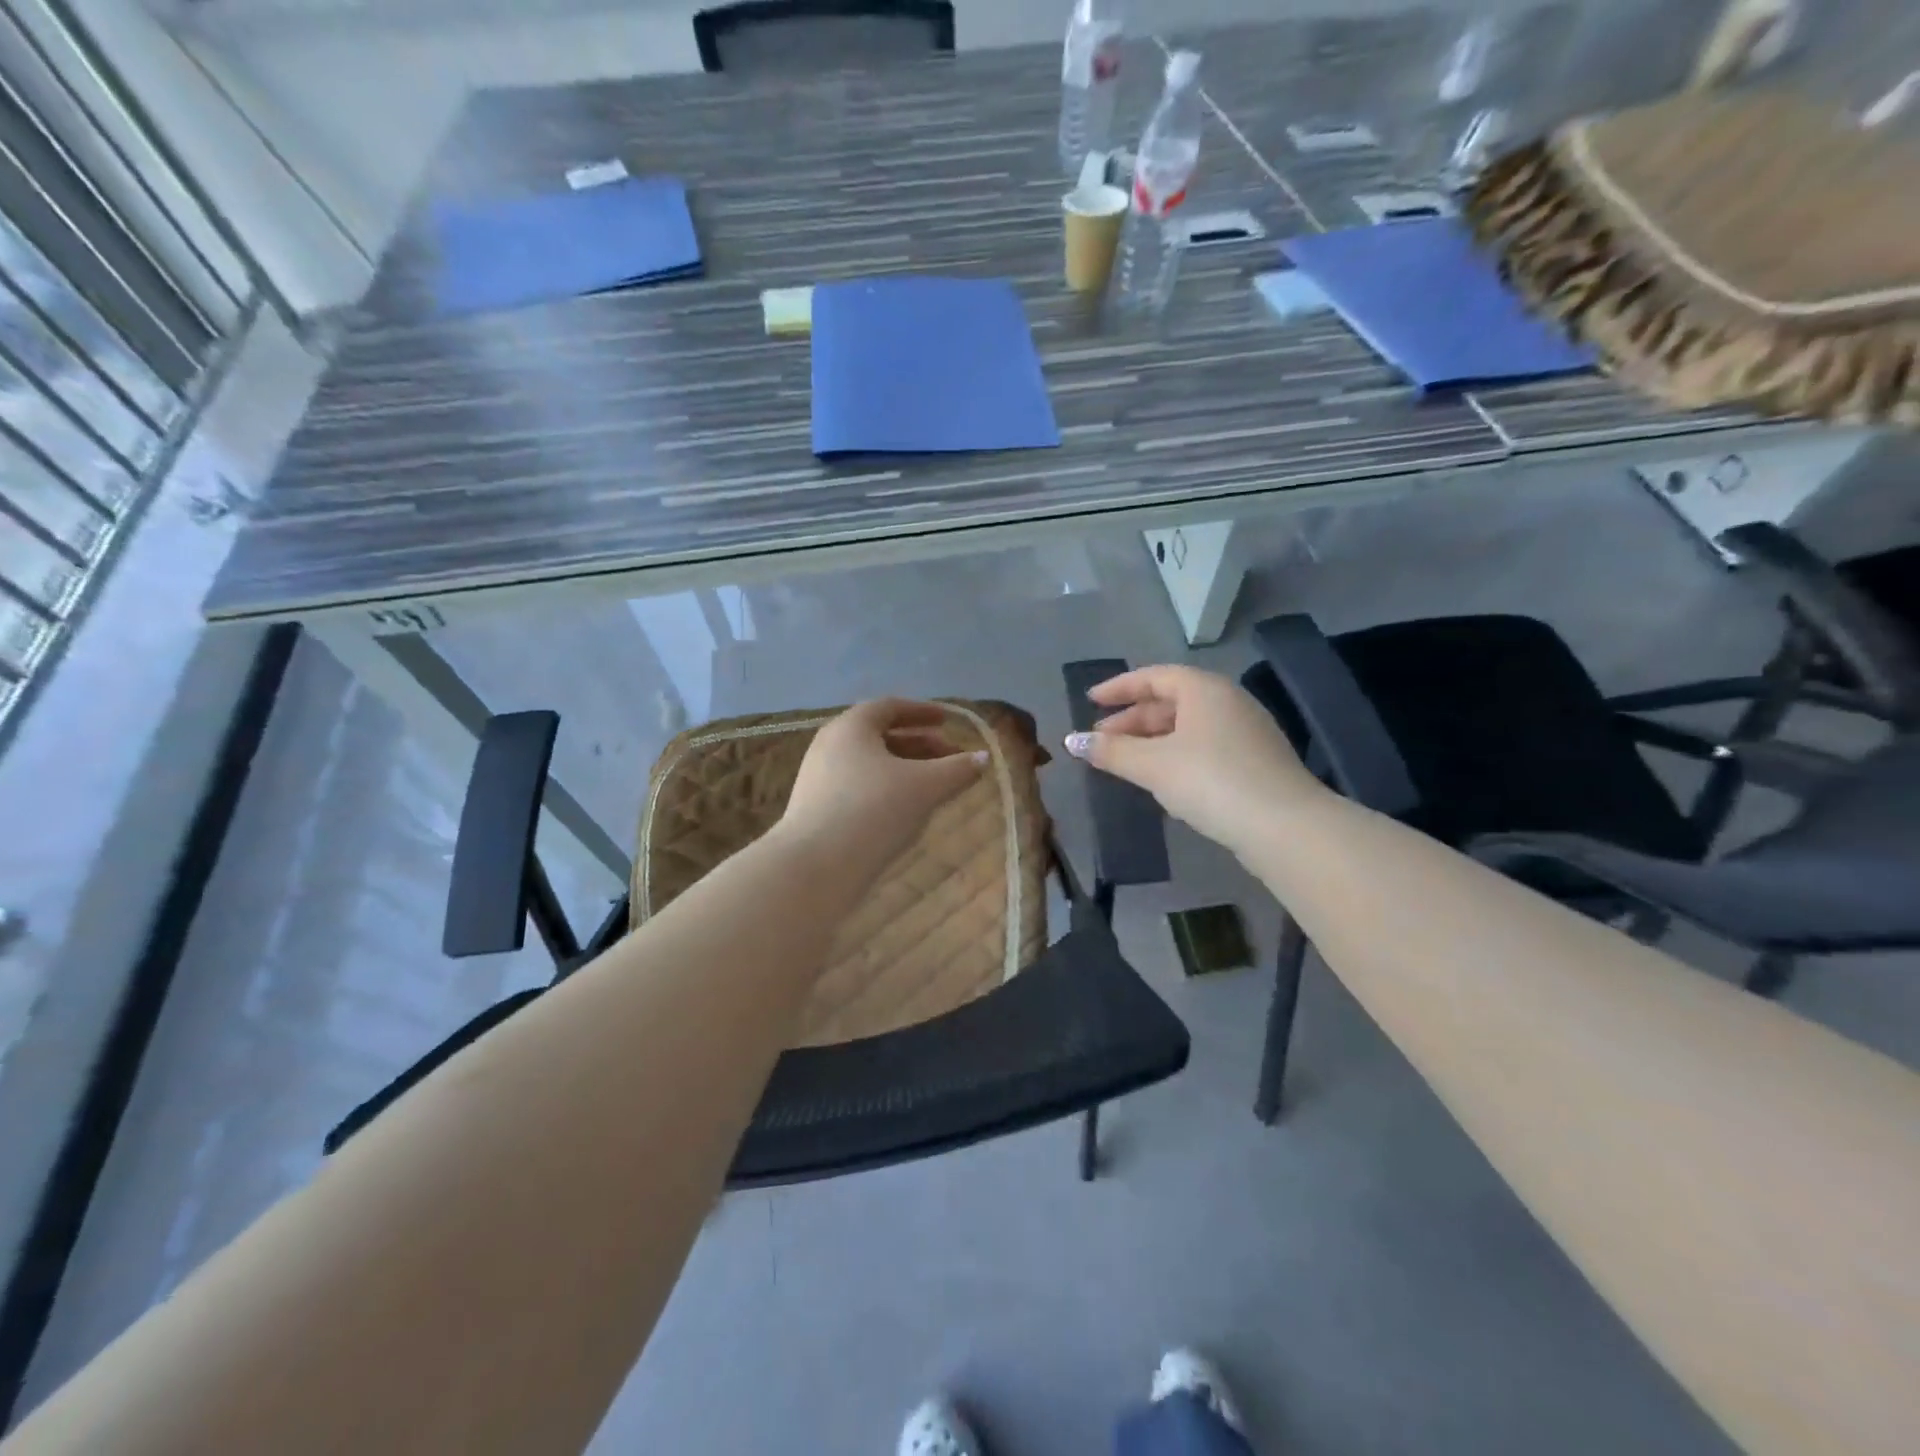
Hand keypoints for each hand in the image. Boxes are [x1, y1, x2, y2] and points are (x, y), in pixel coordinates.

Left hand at [779, 698, 984, 883]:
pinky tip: (906, 813)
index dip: (923, 712)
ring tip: (934, 787)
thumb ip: (957, 769)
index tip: (948, 722)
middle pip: (881, 735)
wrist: (815, 868)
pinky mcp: (817, 808)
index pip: (890, 707)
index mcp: (852, 727)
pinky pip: (859, 787)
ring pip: (871, 764)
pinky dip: (887, 789)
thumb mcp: (925, 787)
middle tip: (951, 758)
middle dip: (920, 745)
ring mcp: (820, 778)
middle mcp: (831, 745)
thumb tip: (983, 757)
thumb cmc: (873, 811)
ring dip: (905, 769)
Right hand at [1065, 665, 1323, 855]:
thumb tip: (1074, 741)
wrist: (1284, 826)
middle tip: (1101, 740)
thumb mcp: (1153, 765)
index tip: (1090, 700)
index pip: (1154, 676)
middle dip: (1132, 720)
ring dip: (1152, 740)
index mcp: (1204, 689)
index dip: (1119, 688)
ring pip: (1188, 726)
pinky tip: (1162, 778)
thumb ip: (1112, 751)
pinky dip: (1176, 754)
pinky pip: (1204, 746)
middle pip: (1171, 701)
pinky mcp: (1255, 762)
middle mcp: (1228, 701)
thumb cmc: (1211, 781)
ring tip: (1124, 761)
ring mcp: (1246, 732)